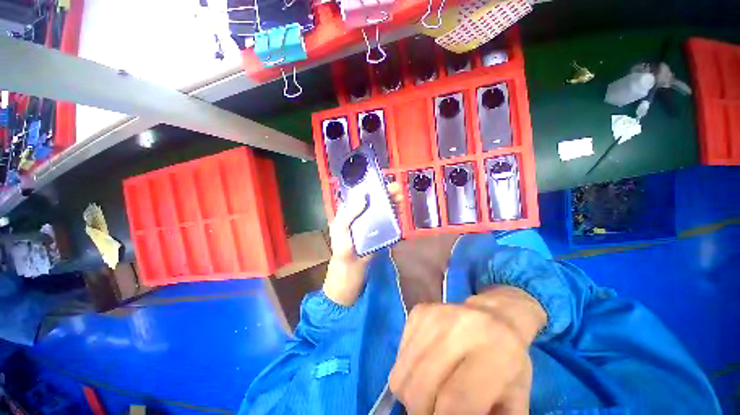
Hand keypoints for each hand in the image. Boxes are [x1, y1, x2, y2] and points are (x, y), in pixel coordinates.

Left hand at [323, 182, 402, 305]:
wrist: (351, 269)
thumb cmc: (342, 248)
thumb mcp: (340, 229)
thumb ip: (349, 214)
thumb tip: (363, 198)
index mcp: (350, 211)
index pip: (361, 194)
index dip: (371, 187)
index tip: (382, 182)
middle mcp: (362, 215)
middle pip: (375, 200)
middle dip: (386, 193)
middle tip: (397, 189)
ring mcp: (372, 223)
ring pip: (383, 209)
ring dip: (393, 202)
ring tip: (401, 197)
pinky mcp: (380, 232)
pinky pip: (389, 221)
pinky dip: (395, 215)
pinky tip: (400, 210)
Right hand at [389, 286, 546, 414]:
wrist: (495, 315)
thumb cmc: (509, 362)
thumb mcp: (515, 401)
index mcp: (493, 352)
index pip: (453, 402)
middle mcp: (459, 327)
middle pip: (420, 388)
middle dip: (422, 412)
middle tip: (434, 412)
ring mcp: (433, 315)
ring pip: (401, 375)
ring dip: (411, 394)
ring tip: (430, 392)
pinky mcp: (418, 311)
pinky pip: (399, 356)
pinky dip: (407, 371)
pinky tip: (426, 366)